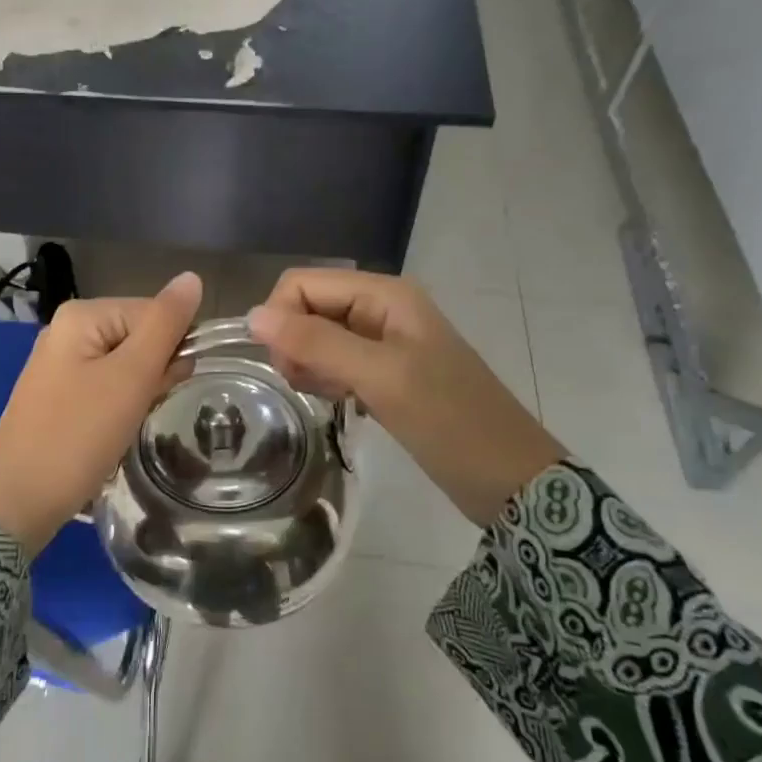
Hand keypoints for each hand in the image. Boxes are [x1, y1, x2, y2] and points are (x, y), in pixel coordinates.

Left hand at [0, 272, 203, 554]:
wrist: (16, 501)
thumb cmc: (77, 436)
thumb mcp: (130, 378)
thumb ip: (165, 325)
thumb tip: (193, 277)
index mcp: (82, 315)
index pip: (155, 312)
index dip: (173, 348)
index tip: (169, 387)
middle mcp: (68, 330)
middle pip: (139, 336)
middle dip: (154, 372)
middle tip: (141, 409)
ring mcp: (60, 364)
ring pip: (126, 366)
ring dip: (139, 392)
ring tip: (125, 424)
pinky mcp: (58, 395)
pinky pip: (105, 387)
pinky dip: (119, 407)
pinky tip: (111, 432)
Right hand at [246, 269, 561, 526]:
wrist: (509, 478)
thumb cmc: (449, 421)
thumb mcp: (380, 377)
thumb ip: (316, 342)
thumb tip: (252, 317)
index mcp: (384, 294)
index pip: (302, 283)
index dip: (281, 317)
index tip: (286, 365)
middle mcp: (380, 307)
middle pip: (307, 307)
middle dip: (294, 343)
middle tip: (309, 384)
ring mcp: (383, 341)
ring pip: (316, 337)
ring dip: (309, 365)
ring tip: (331, 396)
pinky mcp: (384, 371)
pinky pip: (334, 362)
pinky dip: (326, 380)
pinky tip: (342, 402)